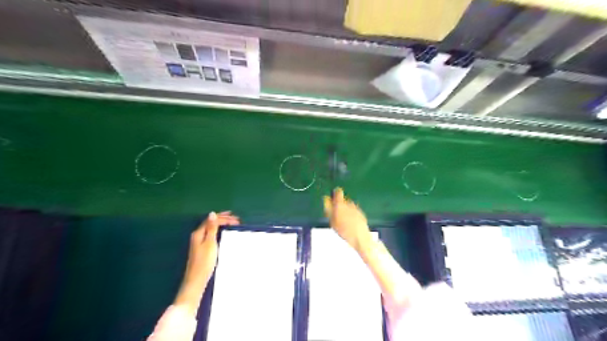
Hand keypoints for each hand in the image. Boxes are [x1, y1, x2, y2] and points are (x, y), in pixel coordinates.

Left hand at [173, 212, 238, 315]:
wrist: (197, 280)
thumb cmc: (205, 261)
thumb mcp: (210, 243)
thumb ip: (211, 228)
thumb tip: (212, 213)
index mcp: (199, 232)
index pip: (212, 220)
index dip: (224, 218)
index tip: (237, 220)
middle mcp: (198, 235)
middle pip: (211, 222)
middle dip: (223, 219)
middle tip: (236, 218)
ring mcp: (199, 241)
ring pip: (211, 228)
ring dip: (221, 223)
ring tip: (231, 222)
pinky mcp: (202, 247)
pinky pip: (211, 233)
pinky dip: (219, 230)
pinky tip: (223, 232)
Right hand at [321, 189, 374, 253]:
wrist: (360, 237)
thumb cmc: (344, 230)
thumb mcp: (332, 221)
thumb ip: (329, 210)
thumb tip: (326, 200)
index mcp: (341, 204)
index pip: (338, 192)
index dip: (335, 193)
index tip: (333, 197)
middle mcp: (349, 203)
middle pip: (343, 200)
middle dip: (340, 205)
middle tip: (337, 214)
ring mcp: (356, 208)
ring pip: (349, 206)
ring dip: (346, 210)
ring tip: (344, 221)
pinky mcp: (361, 213)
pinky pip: (354, 211)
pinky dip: (352, 215)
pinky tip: (350, 223)